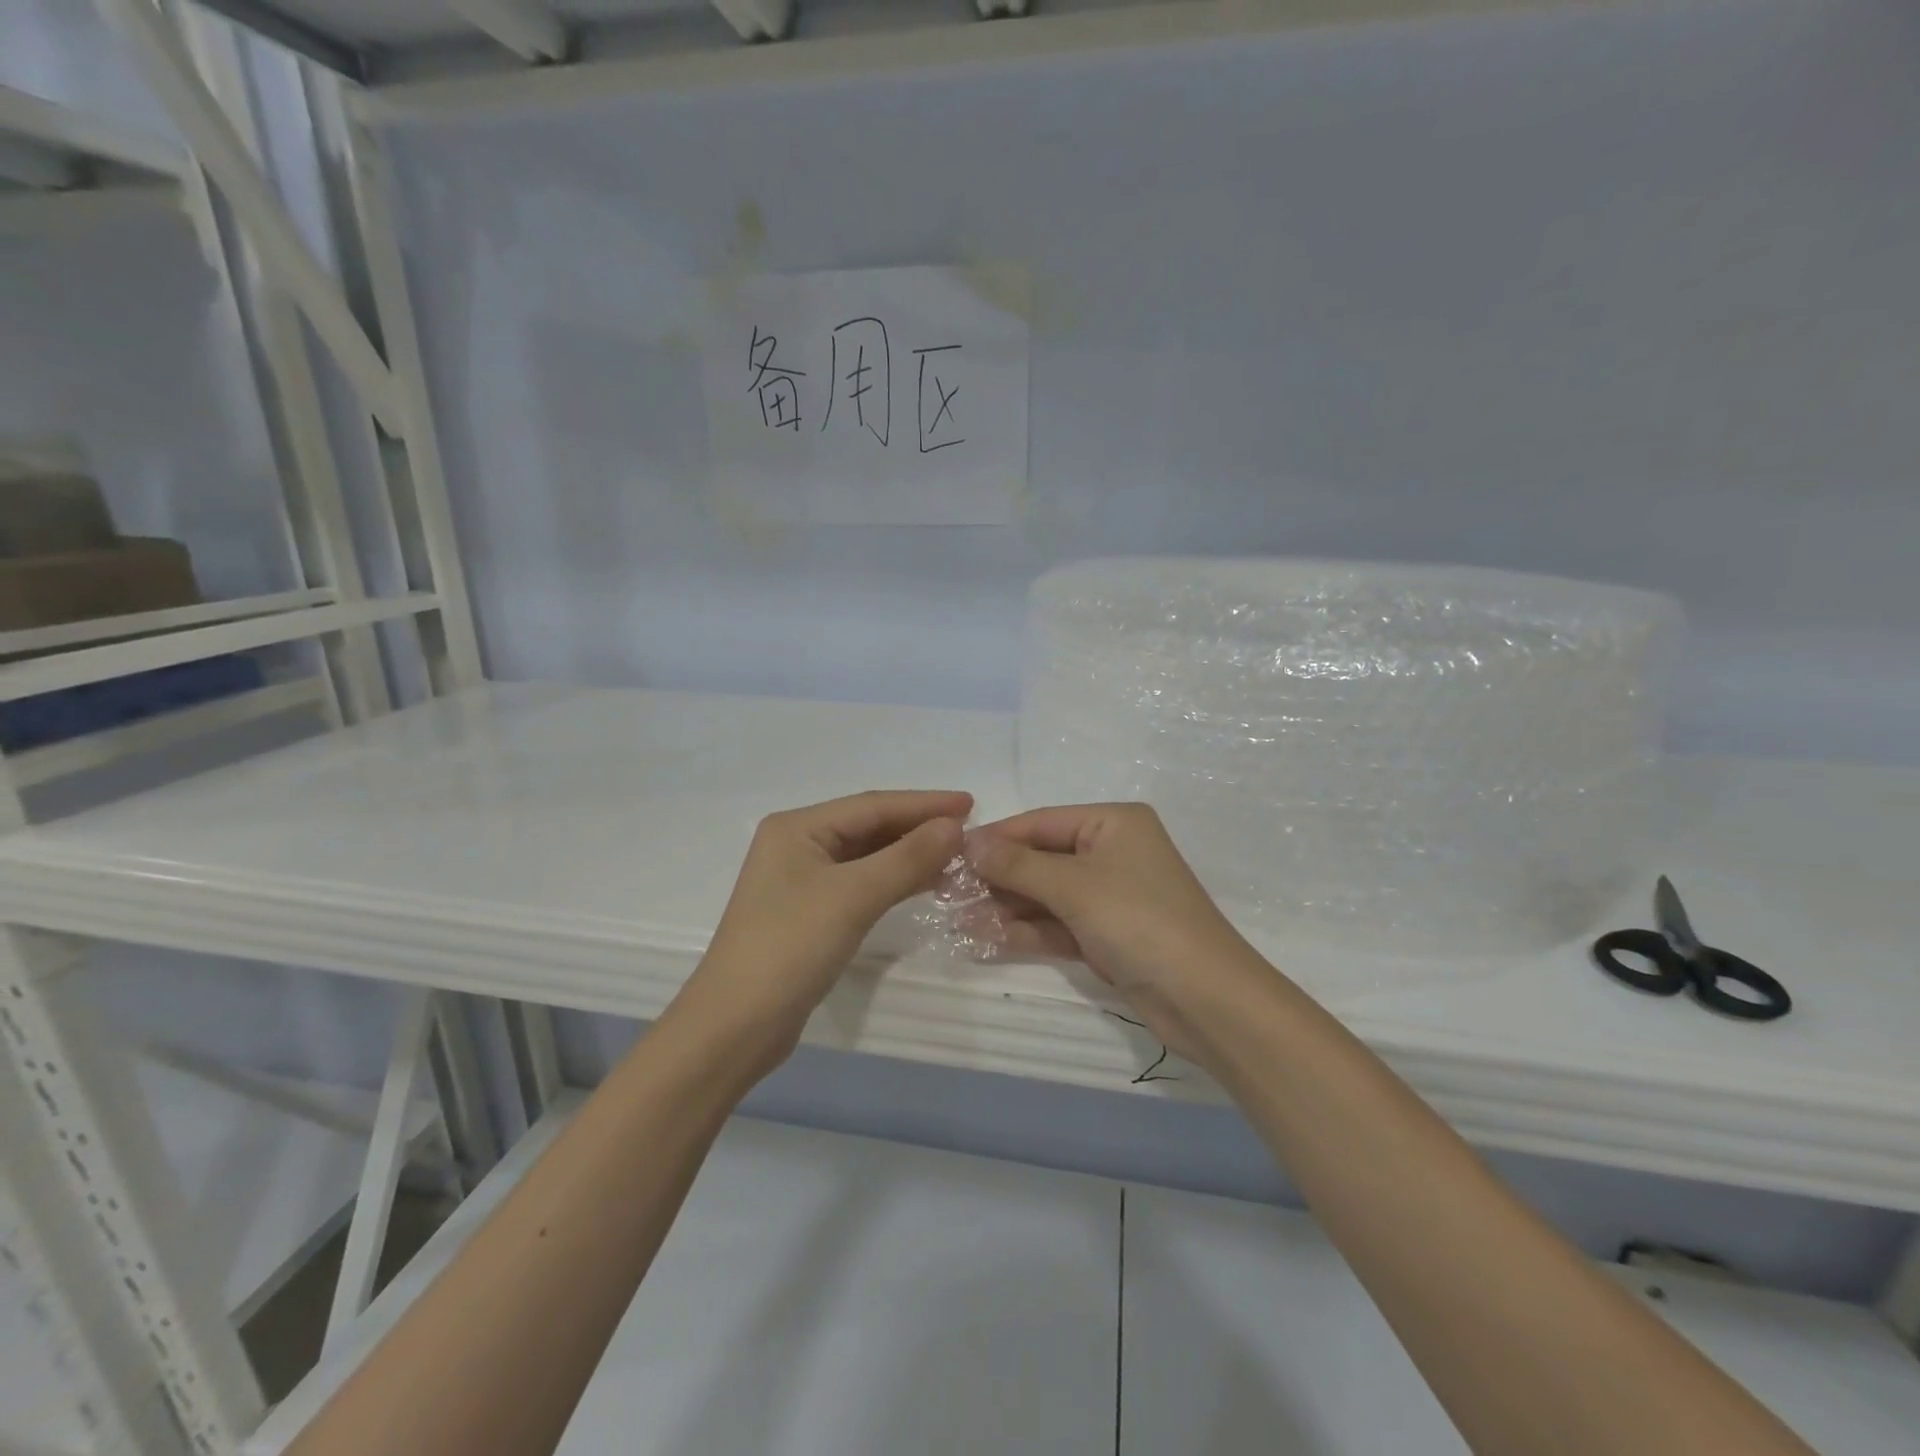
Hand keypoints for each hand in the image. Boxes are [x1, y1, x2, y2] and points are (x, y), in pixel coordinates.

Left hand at [678, 790, 970, 1062]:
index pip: (872, 805)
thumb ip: (907, 858)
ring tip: (957, 855)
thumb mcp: (853, 897)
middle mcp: (798, 845)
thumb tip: (954, 827)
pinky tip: (925, 883)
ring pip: (868, 856)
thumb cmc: (789, 948)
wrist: (735, 1027)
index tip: (971, 804)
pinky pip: (862, 883)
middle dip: (918, 827)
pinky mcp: (810, 913)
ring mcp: (802, 881)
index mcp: (797, 828)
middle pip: (869, 827)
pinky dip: (894, 880)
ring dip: (910, 854)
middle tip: (970, 831)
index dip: (924, 804)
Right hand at [972, 802, 1268, 1052]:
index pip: (1040, 822)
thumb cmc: (1140, 921)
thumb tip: (969, 844)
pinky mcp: (1106, 936)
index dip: (995, 839)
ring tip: (957, 920)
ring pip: (1045, 896)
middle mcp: (1111, 852)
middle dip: (996, 878)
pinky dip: (1025, 932)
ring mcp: (1109, 897)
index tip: (949, 856)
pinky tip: (984, 939)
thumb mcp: (1074, 886)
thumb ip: (1018, 865)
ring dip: (1005, 908)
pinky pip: (1057, 926)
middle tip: (946, 894)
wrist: (1206, 1000)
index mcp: (1113, 823)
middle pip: (1040, 859)